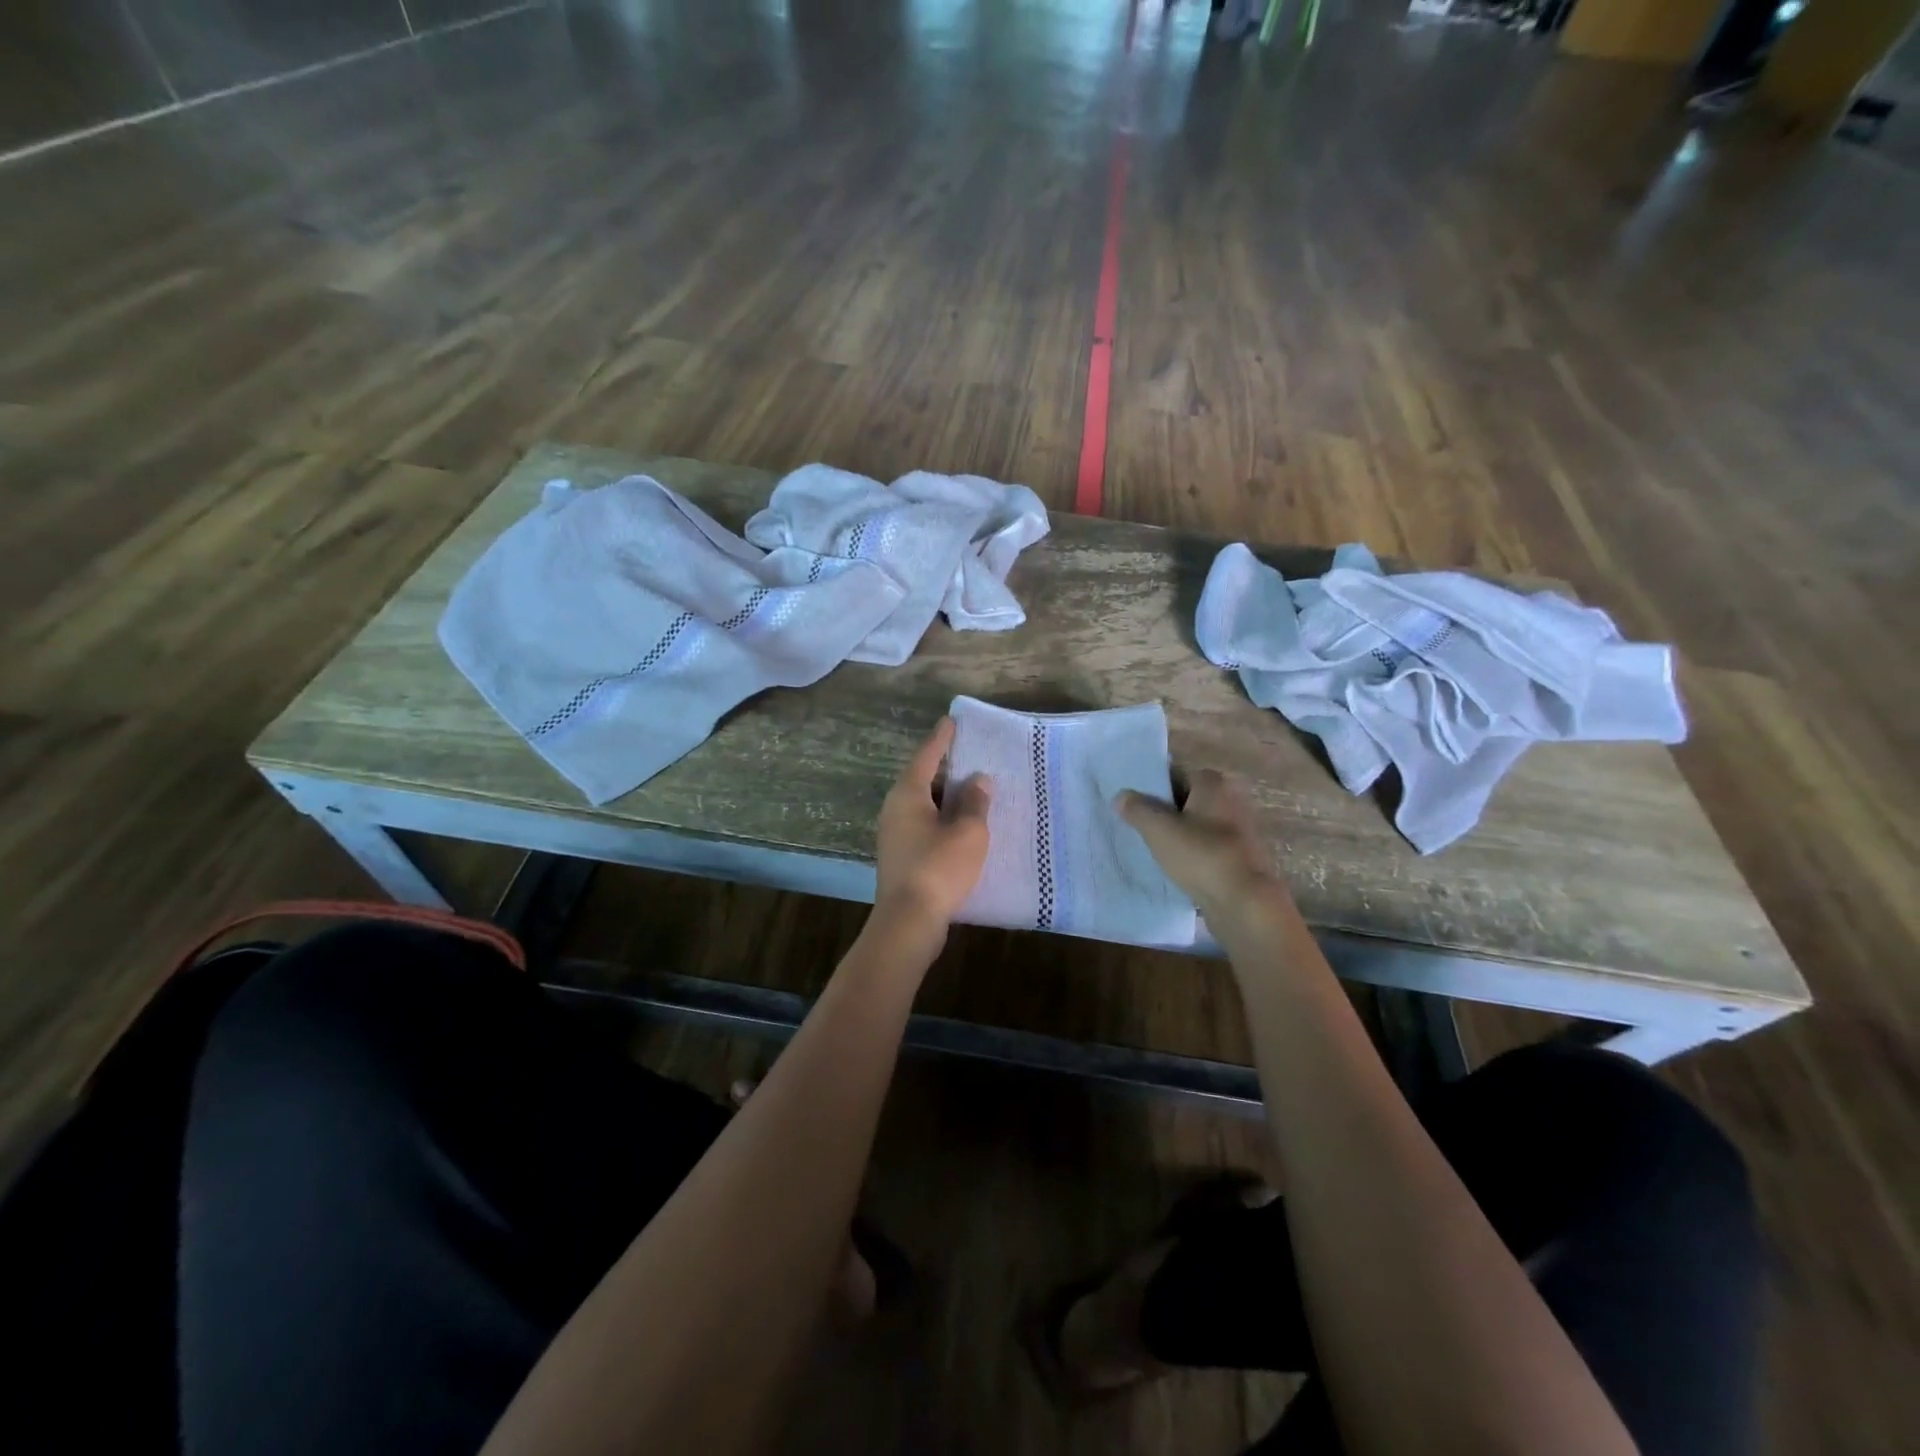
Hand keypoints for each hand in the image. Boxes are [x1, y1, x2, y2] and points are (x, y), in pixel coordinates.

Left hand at [874, 718, 990, 930]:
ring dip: (947, 798)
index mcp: (907, 794)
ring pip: (924, 805)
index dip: (942, 738)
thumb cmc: (939, 867)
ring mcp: (894, 834)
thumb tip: (977, 780)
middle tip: (972, 757)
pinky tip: (963, 827)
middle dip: (946, 769)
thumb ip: (974, 802)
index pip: (926, 756)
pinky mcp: (901, 856)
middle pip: (922, 779)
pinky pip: (924, 826)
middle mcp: (895, 809)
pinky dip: (943, 820)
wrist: (908, 921)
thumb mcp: (967, 831)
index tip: (951, 721)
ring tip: (973, 792)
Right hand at [1116, 770, 1290, 924]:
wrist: (1245, 902)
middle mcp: (1231, 799)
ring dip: (1179, 834)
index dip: (1153, 786)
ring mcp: (1240, 830)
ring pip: (1198, 824)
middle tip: (1138, 825)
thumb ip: (1137, 809)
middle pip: (1188, 799)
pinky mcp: (1242, 857)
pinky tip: (1175, 867)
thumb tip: (1121, 796)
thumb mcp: (1158, 830)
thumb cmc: (1201, 855)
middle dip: (1166, 810)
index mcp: (1213, 783)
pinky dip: (1193, 853)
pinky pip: (1208, 847)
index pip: (1176, 773)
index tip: (1133, 802)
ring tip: (1152, 847)